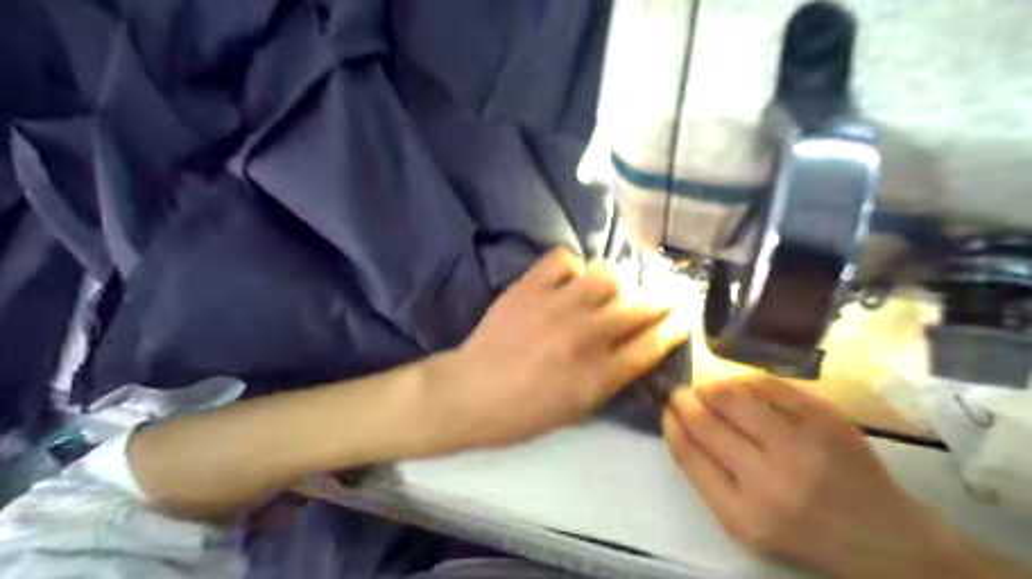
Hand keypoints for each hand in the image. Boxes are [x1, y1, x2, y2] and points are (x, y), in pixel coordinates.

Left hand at [424, 249, 688, 451]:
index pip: (652, 344)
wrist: (469, 394)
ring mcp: (556, 306)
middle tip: (665, 295)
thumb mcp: (576, 410)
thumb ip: (610, 378)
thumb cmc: (522, 413)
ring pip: (606, 275)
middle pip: (639, 306)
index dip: (675, 327)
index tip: (684, 316)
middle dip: (661, 299)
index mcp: (599, 375)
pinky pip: (563, 259)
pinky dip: (571, 267)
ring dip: (615, 282)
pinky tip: (567, 280)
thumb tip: (633, 349)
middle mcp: (585, 335)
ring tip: (608, 290)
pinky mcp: (528, 287)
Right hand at [666, 380, 973, 578]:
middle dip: (685, 401)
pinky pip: (773, 387)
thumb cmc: (807, 536)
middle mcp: (770, 481)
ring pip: (736, 398)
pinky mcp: (829, 422)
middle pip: (708, 423)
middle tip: (679, 392)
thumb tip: (682, 423)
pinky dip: (748, 381)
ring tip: (709, 389)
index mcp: (743, 516)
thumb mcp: (747, 525)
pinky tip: (741, 385)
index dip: (671, 425)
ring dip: (713, 388)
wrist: (890, 543)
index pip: (688, 455)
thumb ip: (710, 478)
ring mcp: (803, 447)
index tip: (665, 409)